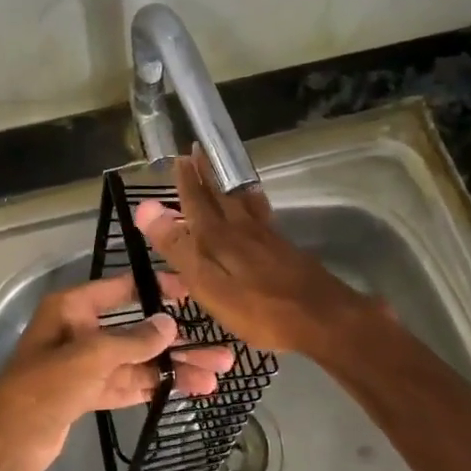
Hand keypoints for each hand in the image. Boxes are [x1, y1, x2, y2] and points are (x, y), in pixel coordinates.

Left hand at [0, 271, 235, 470]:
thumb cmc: (43, 388)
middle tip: (220, 351)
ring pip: (136, 362)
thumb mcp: (90, 357)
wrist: (4, 445)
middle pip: (136, 331)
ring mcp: (84, 365)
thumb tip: (169, 325)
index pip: (121, 289)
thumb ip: (132, 340)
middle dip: (176, 342)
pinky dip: (153, 387)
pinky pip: (127, 384)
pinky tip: (187, 390)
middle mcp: (79, 331)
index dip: (156, 288)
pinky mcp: (86, 395)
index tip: (192, 292)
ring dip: (172, 368)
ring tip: (215, 376)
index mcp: (72, 309)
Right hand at [134, 151, 372, 353]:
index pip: (197, 202)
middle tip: (198, 151)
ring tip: (223, 170)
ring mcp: (267, 238)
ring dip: (228, 184)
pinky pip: (261, 214)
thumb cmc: (259, 309)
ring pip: (243, 201)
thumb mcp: (209, 284)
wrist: (323, 319)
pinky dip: (251, 201)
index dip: (186, 182)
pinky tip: (255, 207)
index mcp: (219, 238)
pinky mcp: (284, 249)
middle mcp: (243, 229)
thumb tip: (147, 208)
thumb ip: (179, 247)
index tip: (179, 158)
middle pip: (221, 195)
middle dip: (207, 174)